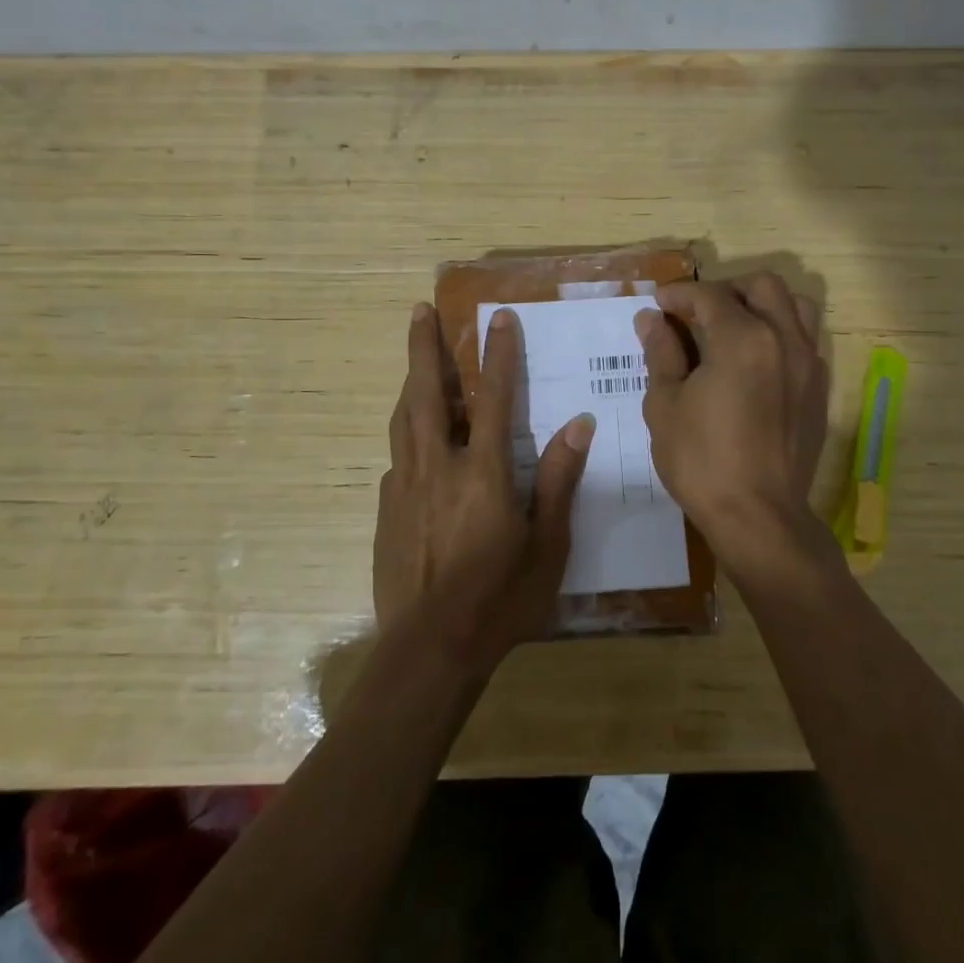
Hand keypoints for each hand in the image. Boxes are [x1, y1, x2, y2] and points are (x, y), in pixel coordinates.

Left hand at [373, 303, 594, 674]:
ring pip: (403, 420)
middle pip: (425, 393)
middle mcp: (437, 467)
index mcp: (483, 473)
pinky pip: (397, 459)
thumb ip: (559, 482)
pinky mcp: (385, 510)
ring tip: (414, 359)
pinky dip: (408, 437)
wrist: (429, 651)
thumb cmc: (500, 600)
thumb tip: (578, 425)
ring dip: (410, 382)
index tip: (499, 316)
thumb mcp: (547, 547)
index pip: (494, 398)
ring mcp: (404, 487)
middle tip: (419, 311)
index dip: (498, 354)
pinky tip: (416, 446)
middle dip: (424, 348)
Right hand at [635, 273, 833, 582]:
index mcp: (742, 339)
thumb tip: (652, 319)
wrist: (759, 516)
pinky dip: (781, 333)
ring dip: (762, 304)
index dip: (679, 294)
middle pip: (762, 286)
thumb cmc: (702, 462)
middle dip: (725, 290)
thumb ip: (661, 353)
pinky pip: (805, 340)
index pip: (709, 296)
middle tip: (696, 312)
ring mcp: (809, 363)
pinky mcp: (819, 389)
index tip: (658, 305)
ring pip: (794, 306)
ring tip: (734, 327)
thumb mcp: (665, 405)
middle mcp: (784, 339)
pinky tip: (756, 361)